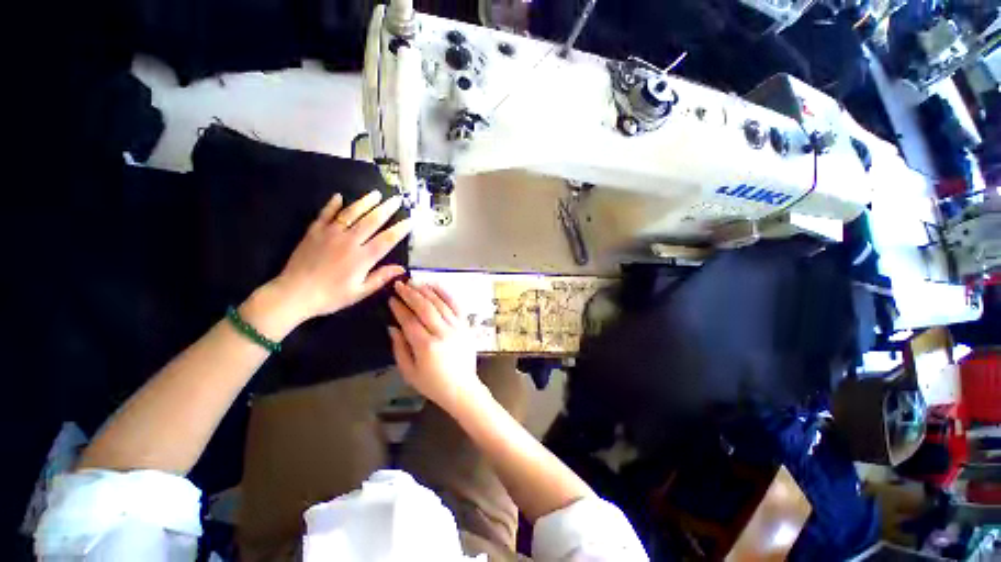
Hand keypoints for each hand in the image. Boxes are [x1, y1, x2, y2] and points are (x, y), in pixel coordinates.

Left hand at [265, 190, 410, 327]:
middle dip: (386, 209)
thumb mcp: (360, 292)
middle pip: (371, 221)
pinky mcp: (314, 232)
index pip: (386, 239)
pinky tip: (339, 196)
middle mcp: (349, 241)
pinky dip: (332, 204)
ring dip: (365, 202)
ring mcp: (330, 234)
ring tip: (376, 194)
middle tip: (397, 199)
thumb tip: (402, 268)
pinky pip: (325, 214)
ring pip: (351, 213)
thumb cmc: (331, 296)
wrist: (293, 294)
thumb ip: (381, 278)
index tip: (410, 220)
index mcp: (362, 258)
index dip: (400, 229)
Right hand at [388, 280, 480, 408]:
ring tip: (415, 282)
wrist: (462, 388)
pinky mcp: (466, 326)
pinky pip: (456, 305)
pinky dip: (446, 293)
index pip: (410, 321)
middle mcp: (443, 333)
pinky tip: (437, 285)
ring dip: (427, 291)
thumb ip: (400, 349)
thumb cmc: (433, 384)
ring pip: (440, 303)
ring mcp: (457, 327)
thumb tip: (392, 327)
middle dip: (411, 294)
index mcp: (426, 346)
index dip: (399, 308)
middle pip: (425, 308)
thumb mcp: (409, 373)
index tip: (391, 298)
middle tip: (400, 285)